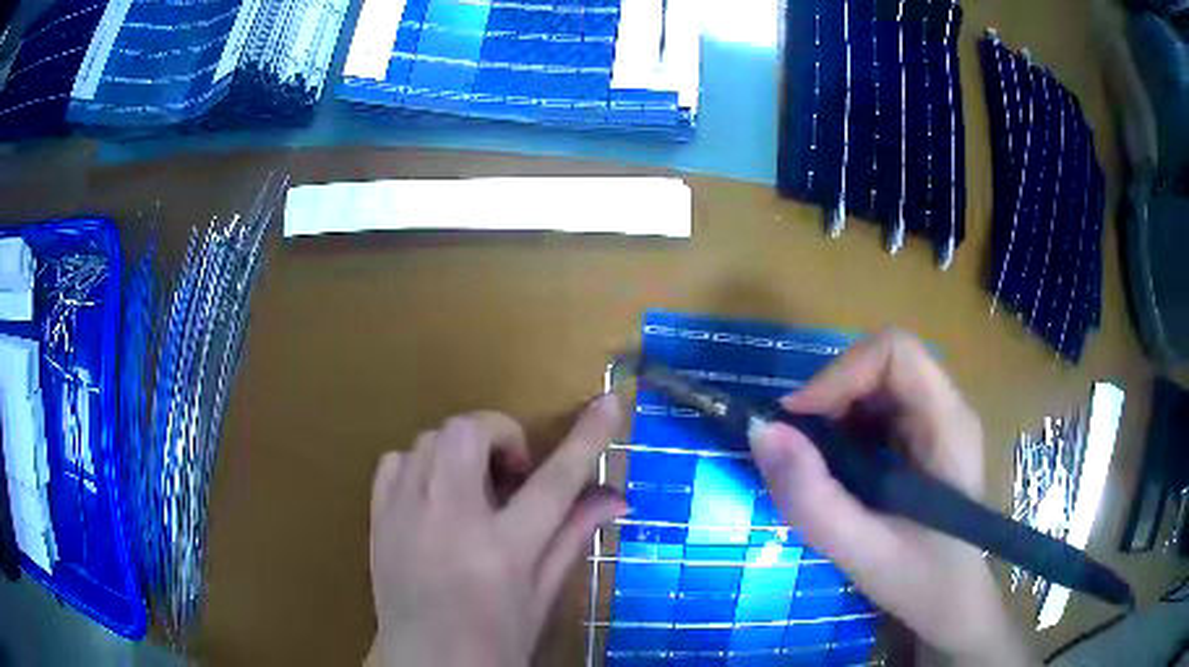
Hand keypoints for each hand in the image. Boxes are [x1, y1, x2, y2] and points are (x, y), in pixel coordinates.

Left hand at [367, 396, 624, 666]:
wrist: (426, 666)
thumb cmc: (494, 642)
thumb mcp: (542, 596)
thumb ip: (574, 538)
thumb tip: (617, 499)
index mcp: (502, 550)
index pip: (555, 481)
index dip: (588, 438)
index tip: (609, 403)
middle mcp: (449, 521)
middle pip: (470, 433)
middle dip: (500, 434)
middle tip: (513, 473)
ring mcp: (405, 515)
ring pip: (431, 439)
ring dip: (462, 451)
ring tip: (474, 488)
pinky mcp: (377, 518)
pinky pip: (395, 460)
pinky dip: (421, 464)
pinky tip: (434, 495)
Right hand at [751, 330, 1032, 665]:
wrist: (952, 606)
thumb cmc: (921, 582)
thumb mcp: (862, 551)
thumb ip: (812, 498)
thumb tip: (761, 432)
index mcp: (948, 424)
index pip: (896, 352)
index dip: (841, 372)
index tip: (796, 421)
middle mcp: (946, 409)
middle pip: (882, 363)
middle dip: (831, 395)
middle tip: (797, 448)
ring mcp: (935, 423)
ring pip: (876, 384)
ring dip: (834, 413)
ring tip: (814, 465)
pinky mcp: (922, 440)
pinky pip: (876, 411)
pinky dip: (843, 430)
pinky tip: (836, 473)